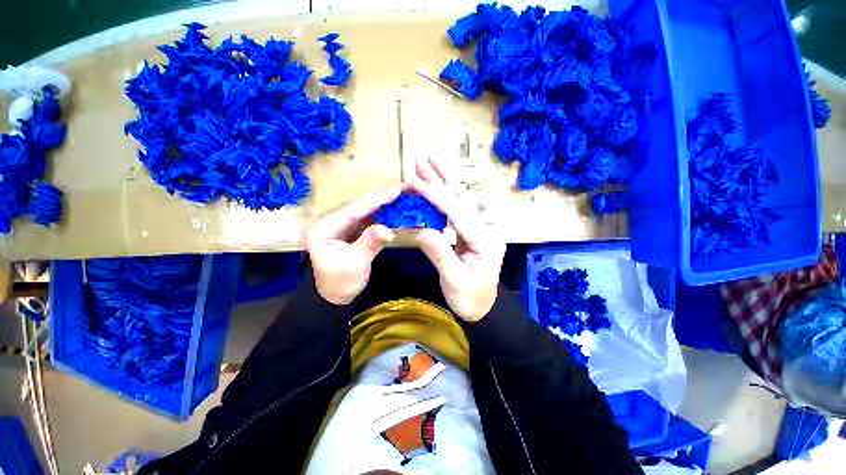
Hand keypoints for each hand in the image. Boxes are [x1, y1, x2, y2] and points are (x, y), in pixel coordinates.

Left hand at [306, 187, 401, 304]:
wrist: (335, 297)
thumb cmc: (340, 283)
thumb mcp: (354, 265)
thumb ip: (369, 244)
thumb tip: (388, 229)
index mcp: (324, 228)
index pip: (352, 210)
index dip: (375, 200)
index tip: (395, 190)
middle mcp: (331, 222)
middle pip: (359, 206)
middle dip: (381, 198)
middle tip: (403, 188)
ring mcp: (342, 226)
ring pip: (365, 211)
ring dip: (384, 204)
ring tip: (402, 195)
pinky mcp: (352, 231)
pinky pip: (369, 219)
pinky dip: (383, 215)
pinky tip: (395, 209)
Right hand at [412, 158, 505, 321]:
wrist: (484, 309)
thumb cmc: (470, 299)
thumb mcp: (455, 281)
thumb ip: (440, 255)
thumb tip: (421, 231)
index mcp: (483, 240)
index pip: (456, 212)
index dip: (435, 196)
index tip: (415, 181)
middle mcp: (483, 229)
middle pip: (461, 200)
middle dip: (441, 179)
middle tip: (424, 160)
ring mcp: (478, 229)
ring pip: (460, 201)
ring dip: (444, 182)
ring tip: (430, 164)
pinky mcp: (470, 233)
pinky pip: (456, 211)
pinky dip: (444, 197)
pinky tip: (436, 187)